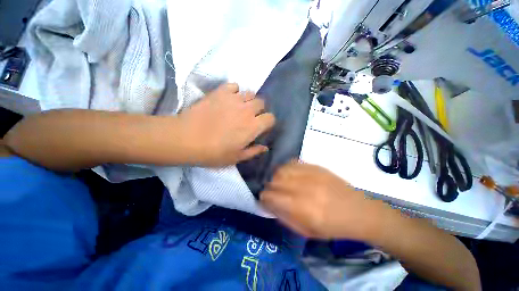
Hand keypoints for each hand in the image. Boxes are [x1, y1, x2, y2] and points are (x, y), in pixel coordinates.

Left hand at [177, 83, 275, 166]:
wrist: (187, 138)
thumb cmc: (214, 152)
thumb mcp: (236, 157)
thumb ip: (254, 151)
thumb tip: (265, 148)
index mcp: (253, 126)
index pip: (270, 118)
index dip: (268, 123)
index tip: (261, 127)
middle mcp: (247, 110)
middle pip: (261, 103)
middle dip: (259, 110)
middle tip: (250, 117)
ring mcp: (234, 99)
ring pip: (250, 93)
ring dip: (248, 100)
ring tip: (239, 107)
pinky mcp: (220, 92)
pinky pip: (234, 86)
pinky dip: (234, 91)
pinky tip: (228, 99)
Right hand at [260, 161, 386, 240]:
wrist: (357, 211)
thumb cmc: (332, 227)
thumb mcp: (306, 231)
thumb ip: (284, 217)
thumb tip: (269, 205)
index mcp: (301, 208)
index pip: (271, 197)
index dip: (264, 198)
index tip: (264, 200)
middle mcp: (303, 188)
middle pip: (274, 181)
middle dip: (269, 187)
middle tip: (272, 192)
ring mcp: (310, 174)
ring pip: (281, 170)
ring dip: (276, 176)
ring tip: (279, 182)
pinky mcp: (315, 166)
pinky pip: (292, 163)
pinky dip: (286, 168)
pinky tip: (288, 174)